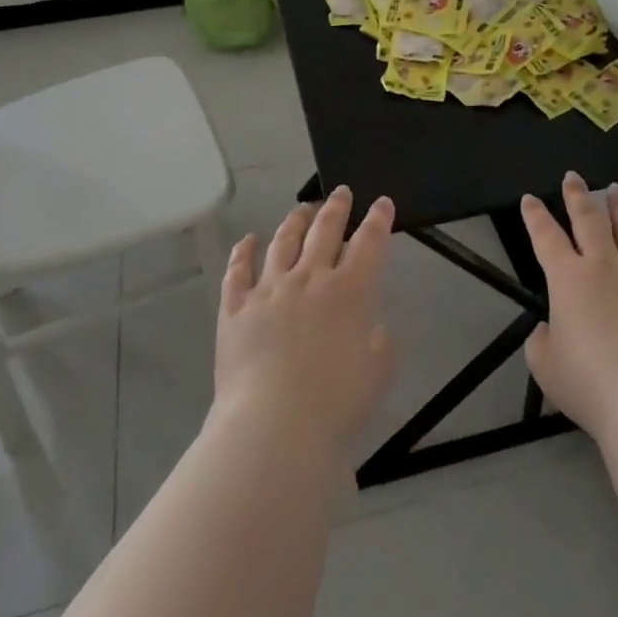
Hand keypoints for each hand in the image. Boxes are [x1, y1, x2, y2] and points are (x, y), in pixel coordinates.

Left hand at [213, 187, 396, 459]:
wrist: (275, 423)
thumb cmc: (336, 403)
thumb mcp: (378, 372)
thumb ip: (380, 342)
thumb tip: (371, 325)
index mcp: (350, 290)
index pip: (369, 243)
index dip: (378, 220)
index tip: (381, 203)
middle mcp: (310, 278)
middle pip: (325, 230)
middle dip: (336, 208)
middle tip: (341, 192)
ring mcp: (269, 289)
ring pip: (283, 242)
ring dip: (295, 221)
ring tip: (302, 209)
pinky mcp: (236, 308)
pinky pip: (238, 271)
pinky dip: (243, 252)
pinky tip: (248, 240)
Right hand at [522, 172, 617, 440]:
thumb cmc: (591, 382)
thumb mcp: (546, 367)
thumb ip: (542, 343)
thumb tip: (550, 329)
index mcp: (568, 279)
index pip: (545, 238)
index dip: (535, 216)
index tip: (530, 198)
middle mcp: (605, 265)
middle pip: (589, 220)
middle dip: (578, 195)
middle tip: (573, 176)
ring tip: (616, 189)